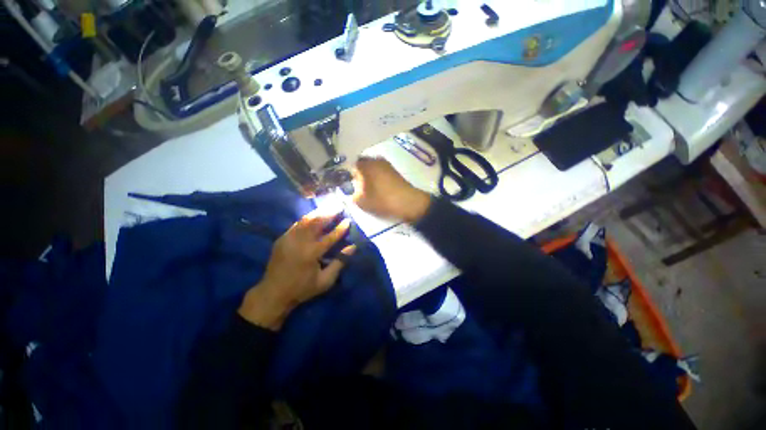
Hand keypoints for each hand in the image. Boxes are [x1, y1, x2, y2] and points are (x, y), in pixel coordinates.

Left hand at [238, 210, 354, 329]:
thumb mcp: (325, 281)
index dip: (340, 228)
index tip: (348, 220)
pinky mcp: (282, 238)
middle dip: (329, 213)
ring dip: (318, 212)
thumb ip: (339, 263)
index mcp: (311, 254)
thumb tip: (352, 247)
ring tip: (329, 206)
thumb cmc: (302, 289)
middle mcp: (299, 242)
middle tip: (339, 205)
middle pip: (316, 223)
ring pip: (306, 220)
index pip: (330, 237)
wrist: (272, 293)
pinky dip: (307, 218)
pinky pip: (297, 224)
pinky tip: (314, 215)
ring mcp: (288, 238)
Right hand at [352, 157, 430, 222]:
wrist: (408, 203)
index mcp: (367, 165)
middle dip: (360, 172)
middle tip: (359, 185)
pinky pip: (382, 170)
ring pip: (374, 166)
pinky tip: (379, 186)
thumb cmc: (383, 200)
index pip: (353, 165)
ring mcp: (387, 164)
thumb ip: (353, 196)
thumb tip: (352, 192)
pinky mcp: (395, 171)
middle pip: (364, 164)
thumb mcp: (362, 202)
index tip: (351, 183)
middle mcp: (376, 160)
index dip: (351, 174)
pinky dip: (379, 176)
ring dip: (370, 174)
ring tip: (369, 187)